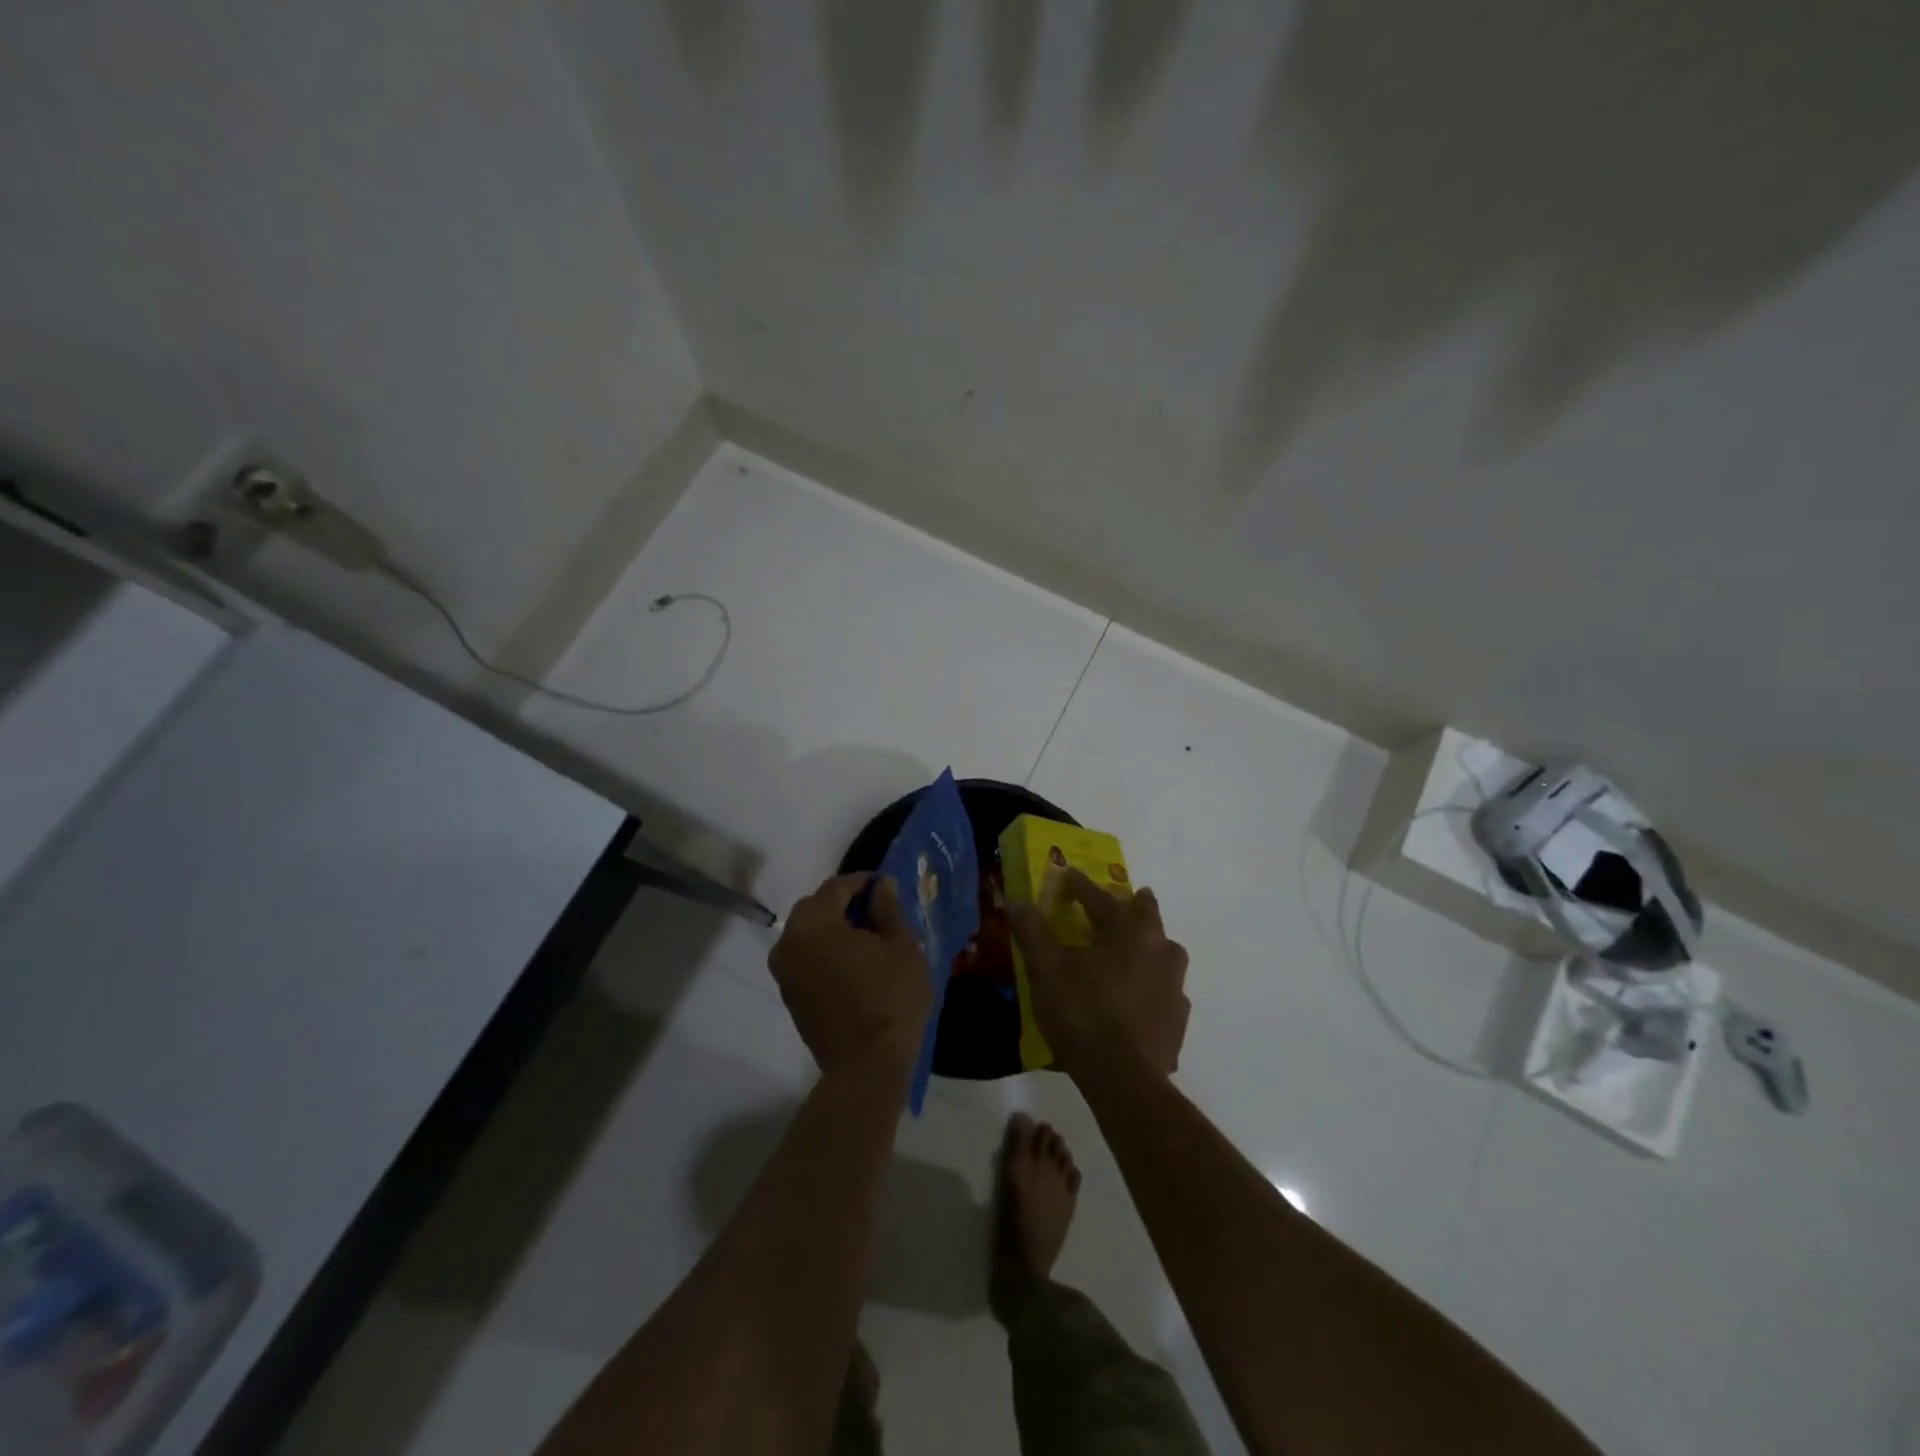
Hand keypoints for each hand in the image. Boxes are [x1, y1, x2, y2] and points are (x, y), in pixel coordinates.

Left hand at [770, 874, 931, 1083]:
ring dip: (832, 927)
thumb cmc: (890, 999)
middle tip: (876, 909)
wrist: (867, 1067)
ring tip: (866, 936)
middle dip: (843, 903)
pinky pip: (805, 958)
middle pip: (815, 908)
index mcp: (813, 925)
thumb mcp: (901, 946)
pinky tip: (852, 960)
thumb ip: (887, 909)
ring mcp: (784, 972)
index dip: (862, 882)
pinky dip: (824, 951)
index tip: (886, 885)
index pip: (836, 887)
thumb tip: (880, 886)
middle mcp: (789, 943)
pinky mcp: (789, 995)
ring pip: (807, 934)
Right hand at [1010, 870, 1189, 1079]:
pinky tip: (1137, 999)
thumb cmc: (1081, 1011)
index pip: (1101, 898)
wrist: (1122, 1078)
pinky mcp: (1178, 1021)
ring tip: (1130, 952)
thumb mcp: (1046, 968)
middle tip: (1125, 901)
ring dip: (1147, 947)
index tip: (1067, 875)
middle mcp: (1161, 950)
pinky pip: (1164, 992)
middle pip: (1148, 917)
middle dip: (1134, 906)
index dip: (1080, 886)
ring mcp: (1175, 987)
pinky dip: (1150, 987)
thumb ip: (1033, 930)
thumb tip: (1019, 901)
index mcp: (1130, 931)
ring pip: (1163, 954)